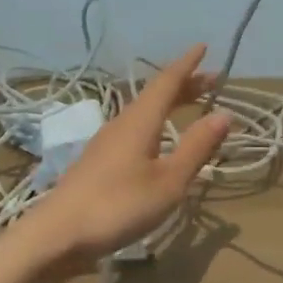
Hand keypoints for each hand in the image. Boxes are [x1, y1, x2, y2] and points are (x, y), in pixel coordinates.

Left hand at [10, 45, 231, 271]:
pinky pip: (133, 130)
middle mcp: (121, 124)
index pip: (167, 82)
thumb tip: (224, 113)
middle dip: (183, 86)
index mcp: (140, 121)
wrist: (57, 234)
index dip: (187, 65)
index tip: (203, 47)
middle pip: (154, 95)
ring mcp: (105, 143)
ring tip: (188, 107)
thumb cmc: (118, 205)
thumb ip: (196, 147)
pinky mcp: (97, 163)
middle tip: (210, 81)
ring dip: (168, 105)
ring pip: (142, 113)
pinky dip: (154, 125)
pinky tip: (158, 142)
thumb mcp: (169, 181)